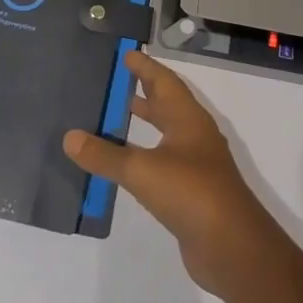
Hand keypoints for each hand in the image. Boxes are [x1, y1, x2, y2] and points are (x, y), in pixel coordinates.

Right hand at [64, 50, 283, 299]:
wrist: (233, 248)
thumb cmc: (191, 193)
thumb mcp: (143, 170)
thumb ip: (105, 155)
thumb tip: (70, 137)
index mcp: (188, 120)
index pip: (165, 82)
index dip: (145, 68)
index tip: (125, 54)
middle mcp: (194, 136)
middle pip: (166, 104)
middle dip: (142, 91)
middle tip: (112, 81)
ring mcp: (195, 165)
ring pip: (164, 134)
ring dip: (142, 124)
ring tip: (109, 118)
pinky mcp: (190, 193)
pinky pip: (161, 163)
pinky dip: (141, 156)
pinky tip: (123, 165)